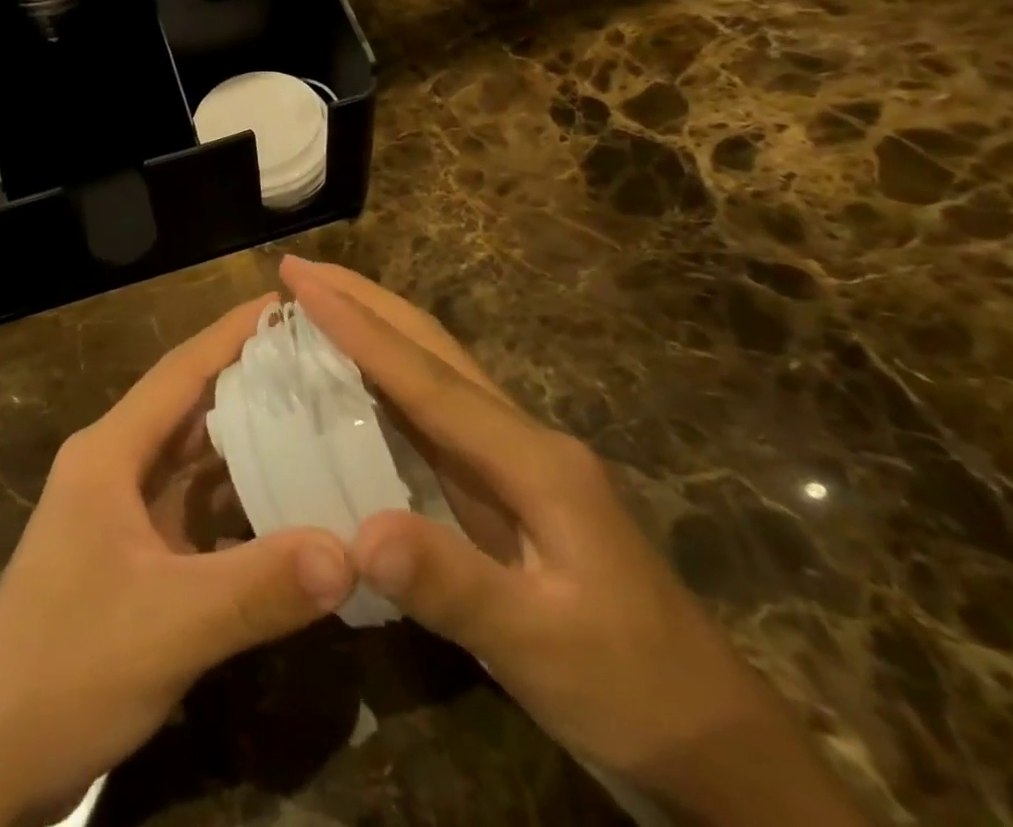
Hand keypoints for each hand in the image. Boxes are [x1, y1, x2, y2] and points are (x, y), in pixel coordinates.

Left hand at [0, 295, 355, 826]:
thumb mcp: (168, 626)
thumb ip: (259, 587)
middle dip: (248, 379)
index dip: (230, 333)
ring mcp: (117, 512)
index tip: (284, 302)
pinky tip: (281, 497)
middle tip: (319, 361)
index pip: (179, 372)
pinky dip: (233, 495)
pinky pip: (190, 506)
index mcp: (108, 453)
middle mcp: (111, 466)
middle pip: (187, 407)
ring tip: (313, 415)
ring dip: (244, 438)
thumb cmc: (65, 668)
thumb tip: (352, 549)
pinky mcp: (127, 553)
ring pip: (189, 458)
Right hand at [281, 257, 867, 826]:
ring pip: (433, 372)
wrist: (713, 742)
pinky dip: (387, 377)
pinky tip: (355, 380)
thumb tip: (359, 534)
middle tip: (299, 270)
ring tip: (316, 302)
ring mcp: (517, 461)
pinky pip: (433, 414)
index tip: (304, 284)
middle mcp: (521, 439)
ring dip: (374, 329)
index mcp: (531, 459)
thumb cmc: (631, 689)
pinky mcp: (506, 487)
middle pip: (433, 349)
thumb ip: (454, 586)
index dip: (359, 328)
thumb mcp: (542, 649)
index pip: (426, 378)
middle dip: (365, 301)